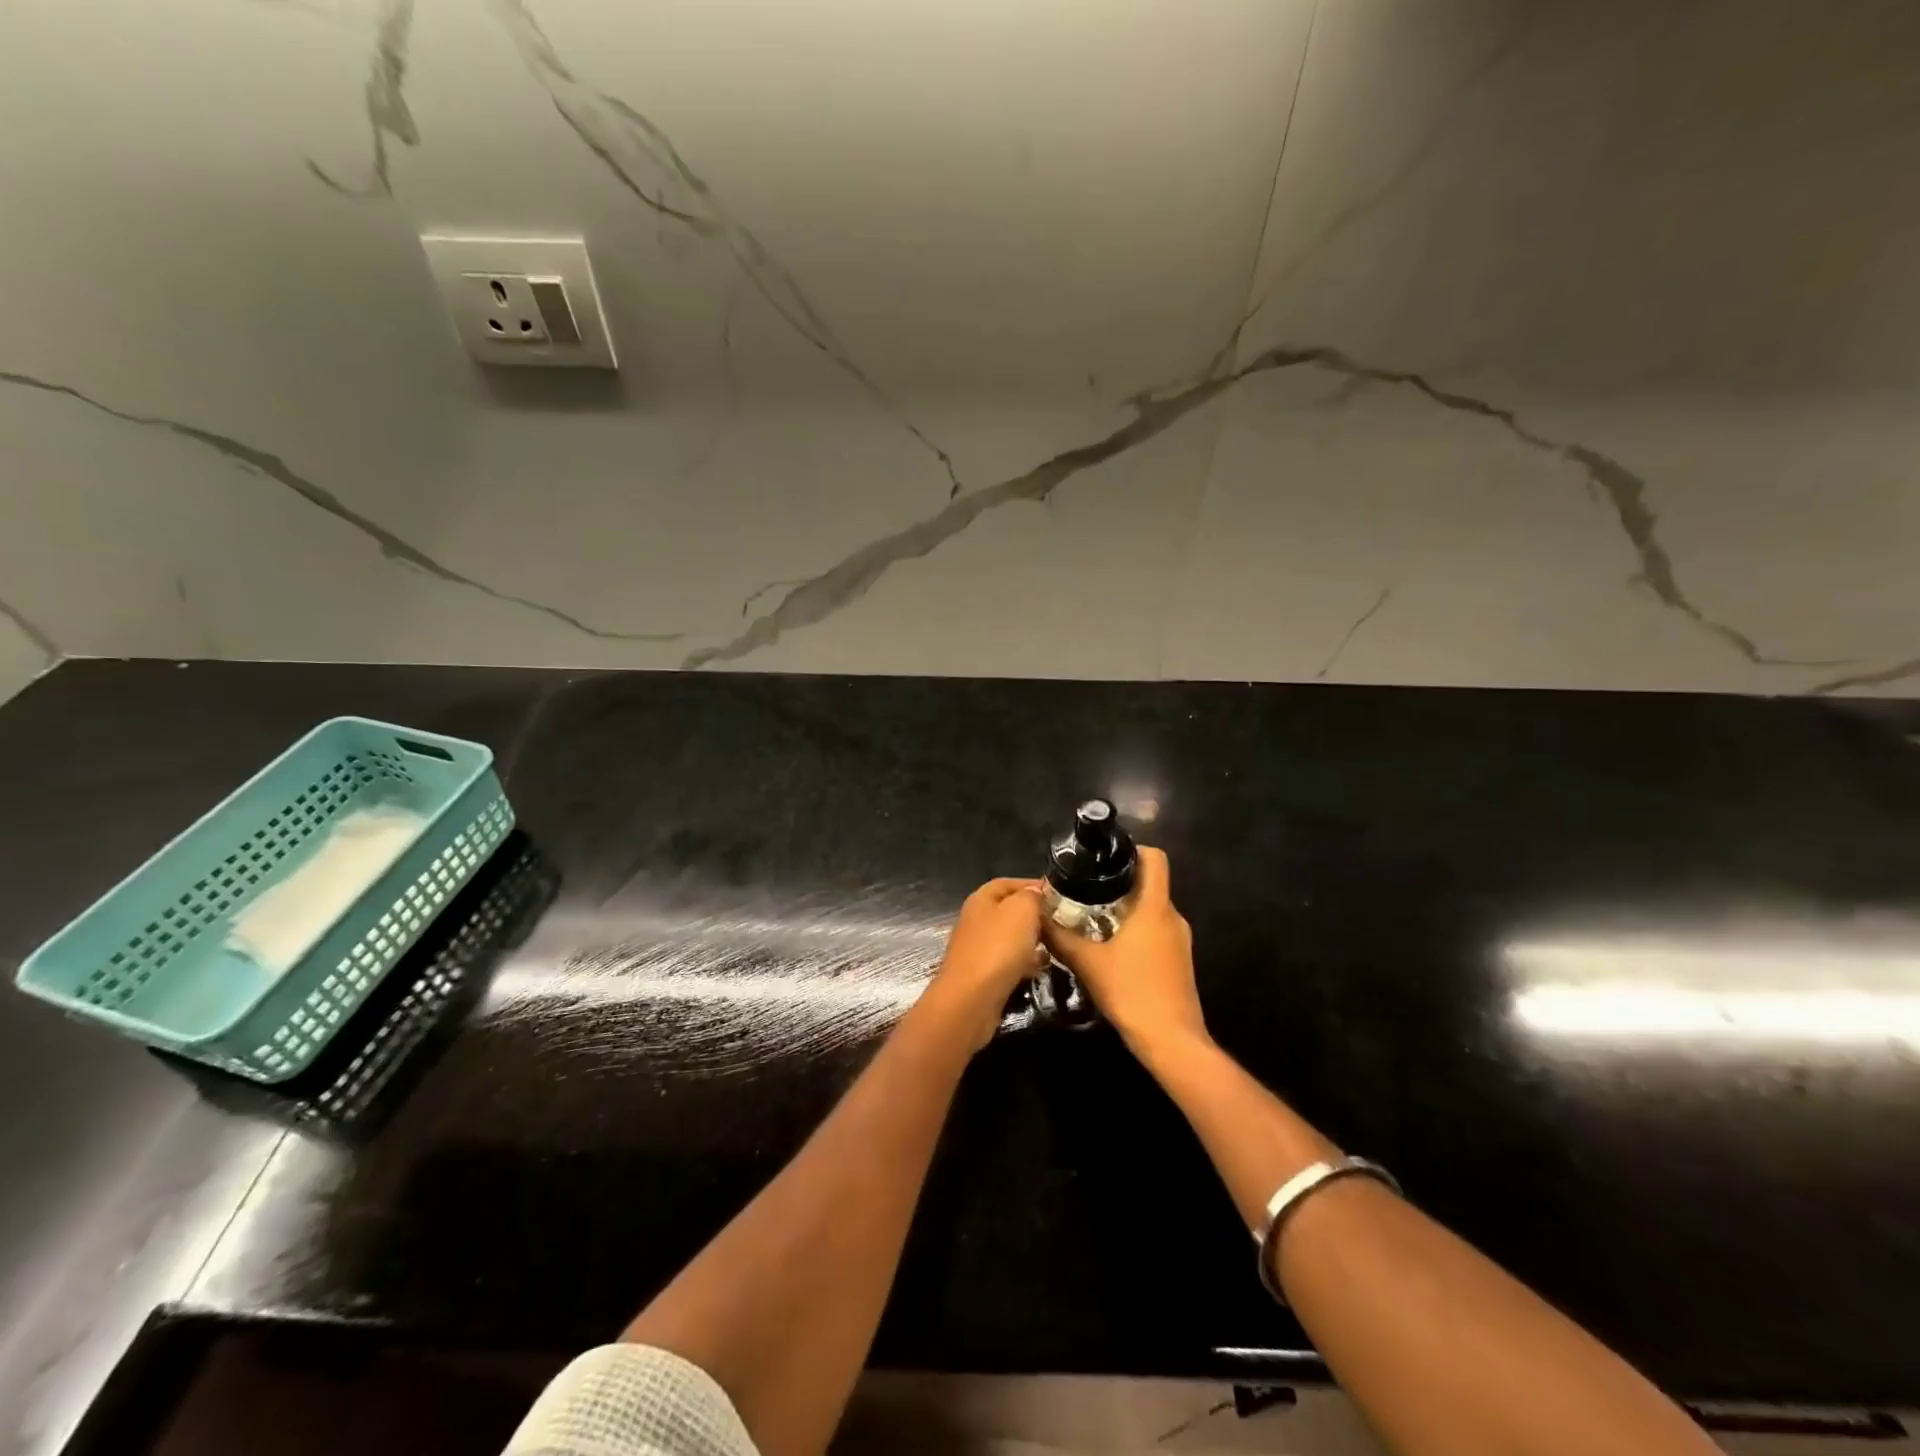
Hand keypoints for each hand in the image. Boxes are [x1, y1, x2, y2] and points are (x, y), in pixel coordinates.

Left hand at [930, 877, 1047, 1048]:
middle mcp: (976, 920)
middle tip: (1060, 921)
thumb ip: (1031, 896)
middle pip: (1009, 910)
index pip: (1008, 883)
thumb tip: (1036, 892)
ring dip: (1032, 939)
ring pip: (1010, 937)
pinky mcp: (983, 974)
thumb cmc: (998, 947)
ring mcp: (978, 948)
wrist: (972, 999)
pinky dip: (1025, 961)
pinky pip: (1008, 960)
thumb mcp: (1022, 910)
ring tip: (1055, 944)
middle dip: (1034, 914)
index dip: (1032, 885)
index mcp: (981, 899)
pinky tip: (1041, 968)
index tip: (1058, 895)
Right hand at [1040, 847, 1208, 1067]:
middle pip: (1149, 884)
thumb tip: (1036, 915)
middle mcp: (1173, 917)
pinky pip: (1157, 930)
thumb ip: (1060, 936)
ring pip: (1152, 909)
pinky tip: (1110, 946)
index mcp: (1155, 907)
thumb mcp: (1087, 963)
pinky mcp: (1179, 960)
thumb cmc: (1131, 992)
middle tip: (1085, 888)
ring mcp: (1180, 940)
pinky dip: (1135, 929)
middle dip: (1119, 882)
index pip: (1155, 859)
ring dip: (1125, 908)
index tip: (1104, 857)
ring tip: (1091, 916)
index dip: (1133, 849)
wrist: (1171, 1040)